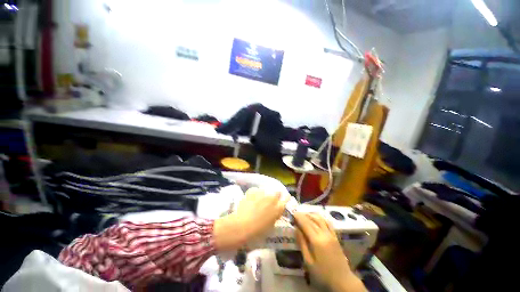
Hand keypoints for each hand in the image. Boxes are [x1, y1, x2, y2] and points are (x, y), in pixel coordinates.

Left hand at [214, 187, 289, 250]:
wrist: (242, 226)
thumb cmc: (258, 231)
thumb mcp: (271, 225)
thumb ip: (274, 215)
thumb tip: (274, 211)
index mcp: (278, 208)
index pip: (286, 197)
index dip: (285, 197)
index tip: (283, 199)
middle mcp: (272, 198)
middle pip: (277, 192)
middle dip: (275, 195)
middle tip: (269, 201)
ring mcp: (262, 193)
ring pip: (266, 190)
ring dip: (263, 195)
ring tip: (257, 201)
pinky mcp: (253, 191)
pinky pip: (256, 190)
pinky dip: (254, 194)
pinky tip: (250, 199)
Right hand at [294, 212, 366, 291]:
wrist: (343, 280)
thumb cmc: (323, 273)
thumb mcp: (309, 262)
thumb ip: (302, 244)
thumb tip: (296, 229)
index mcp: (316, 240)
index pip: (306, 224)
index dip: (299, 217)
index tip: (293, 213)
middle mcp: (324, 234)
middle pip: (312, 220)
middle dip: (303, 215)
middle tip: (296, 214)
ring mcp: (331, 234)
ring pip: (320, 219)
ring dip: (312, 215)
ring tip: (304, 215)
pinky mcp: (335, 236)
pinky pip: (328, 223)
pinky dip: (321, 218)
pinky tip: (317, 218)